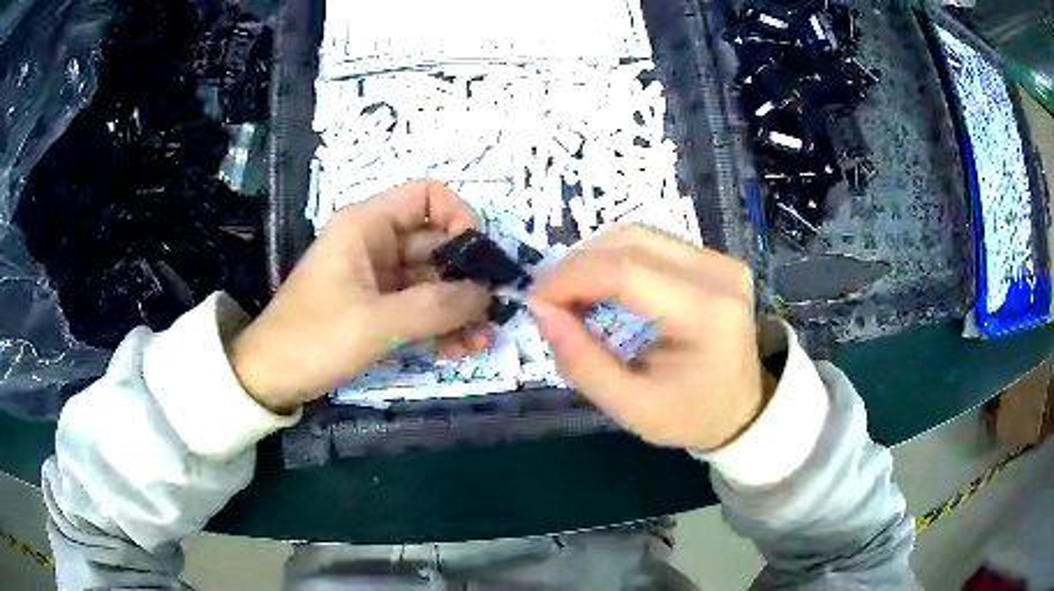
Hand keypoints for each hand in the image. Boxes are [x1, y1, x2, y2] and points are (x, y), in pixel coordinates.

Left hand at [229, 181, 491, 412]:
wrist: (271, 377)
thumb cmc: (313, 338)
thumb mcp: (376, 322)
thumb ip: (436, 306)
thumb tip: (488, 294)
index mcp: (367, 225)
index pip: (427, 196)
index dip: (460, 218)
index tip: (478, 260)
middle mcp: (376, 243)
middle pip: (438, 243)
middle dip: (467, 279)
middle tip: (491, 316)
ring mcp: (378, 277)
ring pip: (433, 280)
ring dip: (458, 308)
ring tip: (478, 342)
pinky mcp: (378, 307)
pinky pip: (420, 306)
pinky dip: (440, 324)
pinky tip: (455, 351)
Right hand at [530, 226, 772, 450]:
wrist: (742, 409)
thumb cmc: (689, 416)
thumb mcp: (630, 406)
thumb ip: (581, 361)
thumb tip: (540, 310)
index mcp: (706, 314)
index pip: (625, 272)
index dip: (570, 279)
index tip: (536, 303)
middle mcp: (719, 274)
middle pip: (629, 242)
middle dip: (577, 266)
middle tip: (549, 302)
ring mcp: (721, 261)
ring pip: (637, 234)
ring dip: (594, 258)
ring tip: (572, 296)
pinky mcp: (716, 259)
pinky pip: (653, 243)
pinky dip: (615, 259)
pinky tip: (602, 287)